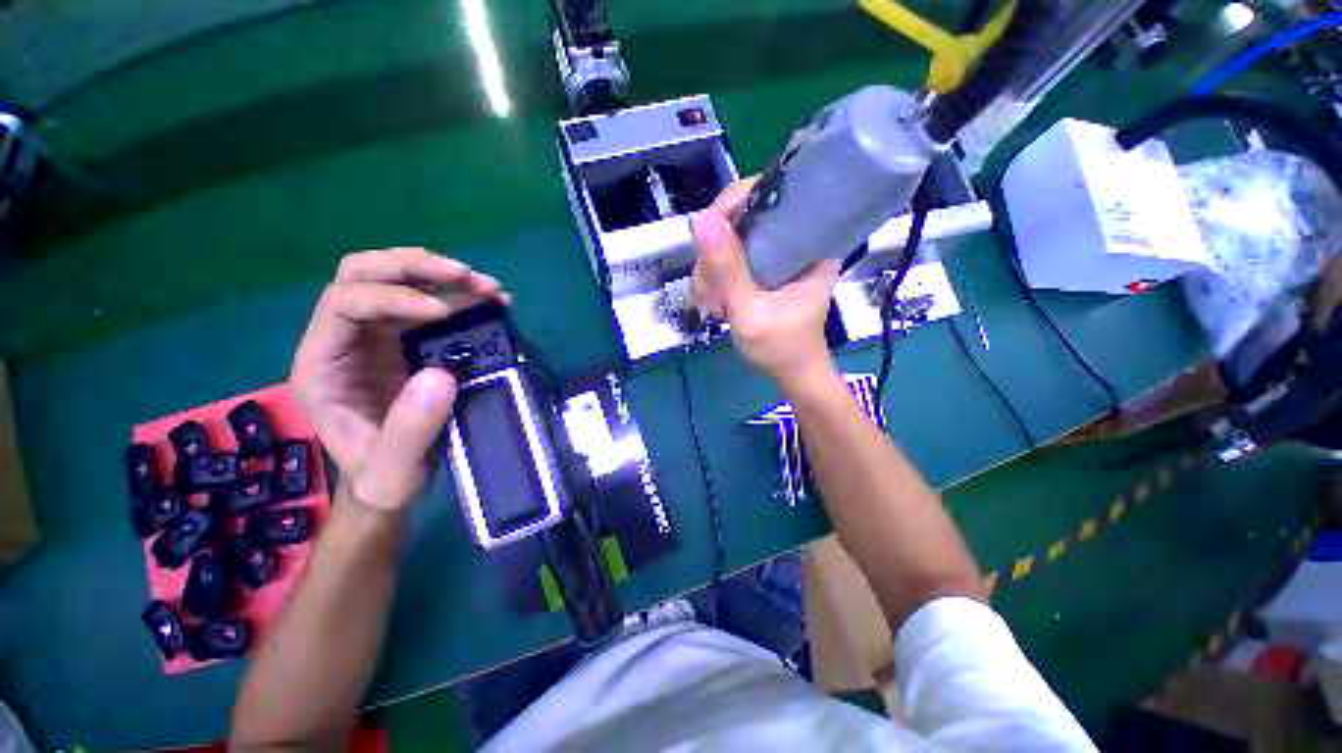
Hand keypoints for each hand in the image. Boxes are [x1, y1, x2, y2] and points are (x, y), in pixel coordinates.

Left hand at [291, 248, 508, 512]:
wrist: (392, 481)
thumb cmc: (383, 477)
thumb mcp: (392, 469)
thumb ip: (409, 429)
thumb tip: (441, 374)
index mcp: (323, 364)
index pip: (343, 304)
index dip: (391, 298)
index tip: (443, 312)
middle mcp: (345, 340)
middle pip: (364, 274)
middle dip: (413, 267)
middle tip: (465, 276)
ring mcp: (377, 336)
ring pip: (397, 279)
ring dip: (443, 274)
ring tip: (488, 286)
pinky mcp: (409, 341)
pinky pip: (430, 301)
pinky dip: (461, 295)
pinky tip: (492, 300)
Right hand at [691, 179, 840, 389]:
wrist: (791, 372)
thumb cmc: (782, 348)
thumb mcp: (752, 312)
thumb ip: (729, 271)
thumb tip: (702, 221)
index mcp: (810, 239)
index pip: (769, 193)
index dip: (733, 205)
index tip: (709, 238)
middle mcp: (792, 237)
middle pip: (738, 218)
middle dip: (715, 257)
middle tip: (714, 296)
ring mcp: (774, 251)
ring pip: (725, 241)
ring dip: (710, 274)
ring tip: (717, 307)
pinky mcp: (760, 266)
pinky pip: (725, 258)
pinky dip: (713, 281)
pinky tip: (717, 304)